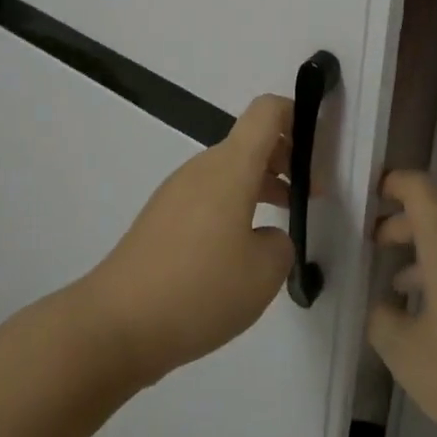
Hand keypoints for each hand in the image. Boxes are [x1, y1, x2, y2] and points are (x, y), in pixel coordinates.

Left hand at [80, 95, 297, 386]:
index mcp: (231, 166)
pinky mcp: (162, 219)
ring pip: (231, 172)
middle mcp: (203, 168)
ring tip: (284, 227)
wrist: (116, 325)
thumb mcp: (263, 273)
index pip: (267, 111)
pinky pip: (209, 196)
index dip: (298, 115)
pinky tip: (241, 255)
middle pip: (251, 142)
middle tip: (312, 198)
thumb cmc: (199, 289)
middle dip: (287, 160)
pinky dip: (235, 207)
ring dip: (262, 186)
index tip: (321, 148)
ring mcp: (178, 192)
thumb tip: (267, 237)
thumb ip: (282, 244)